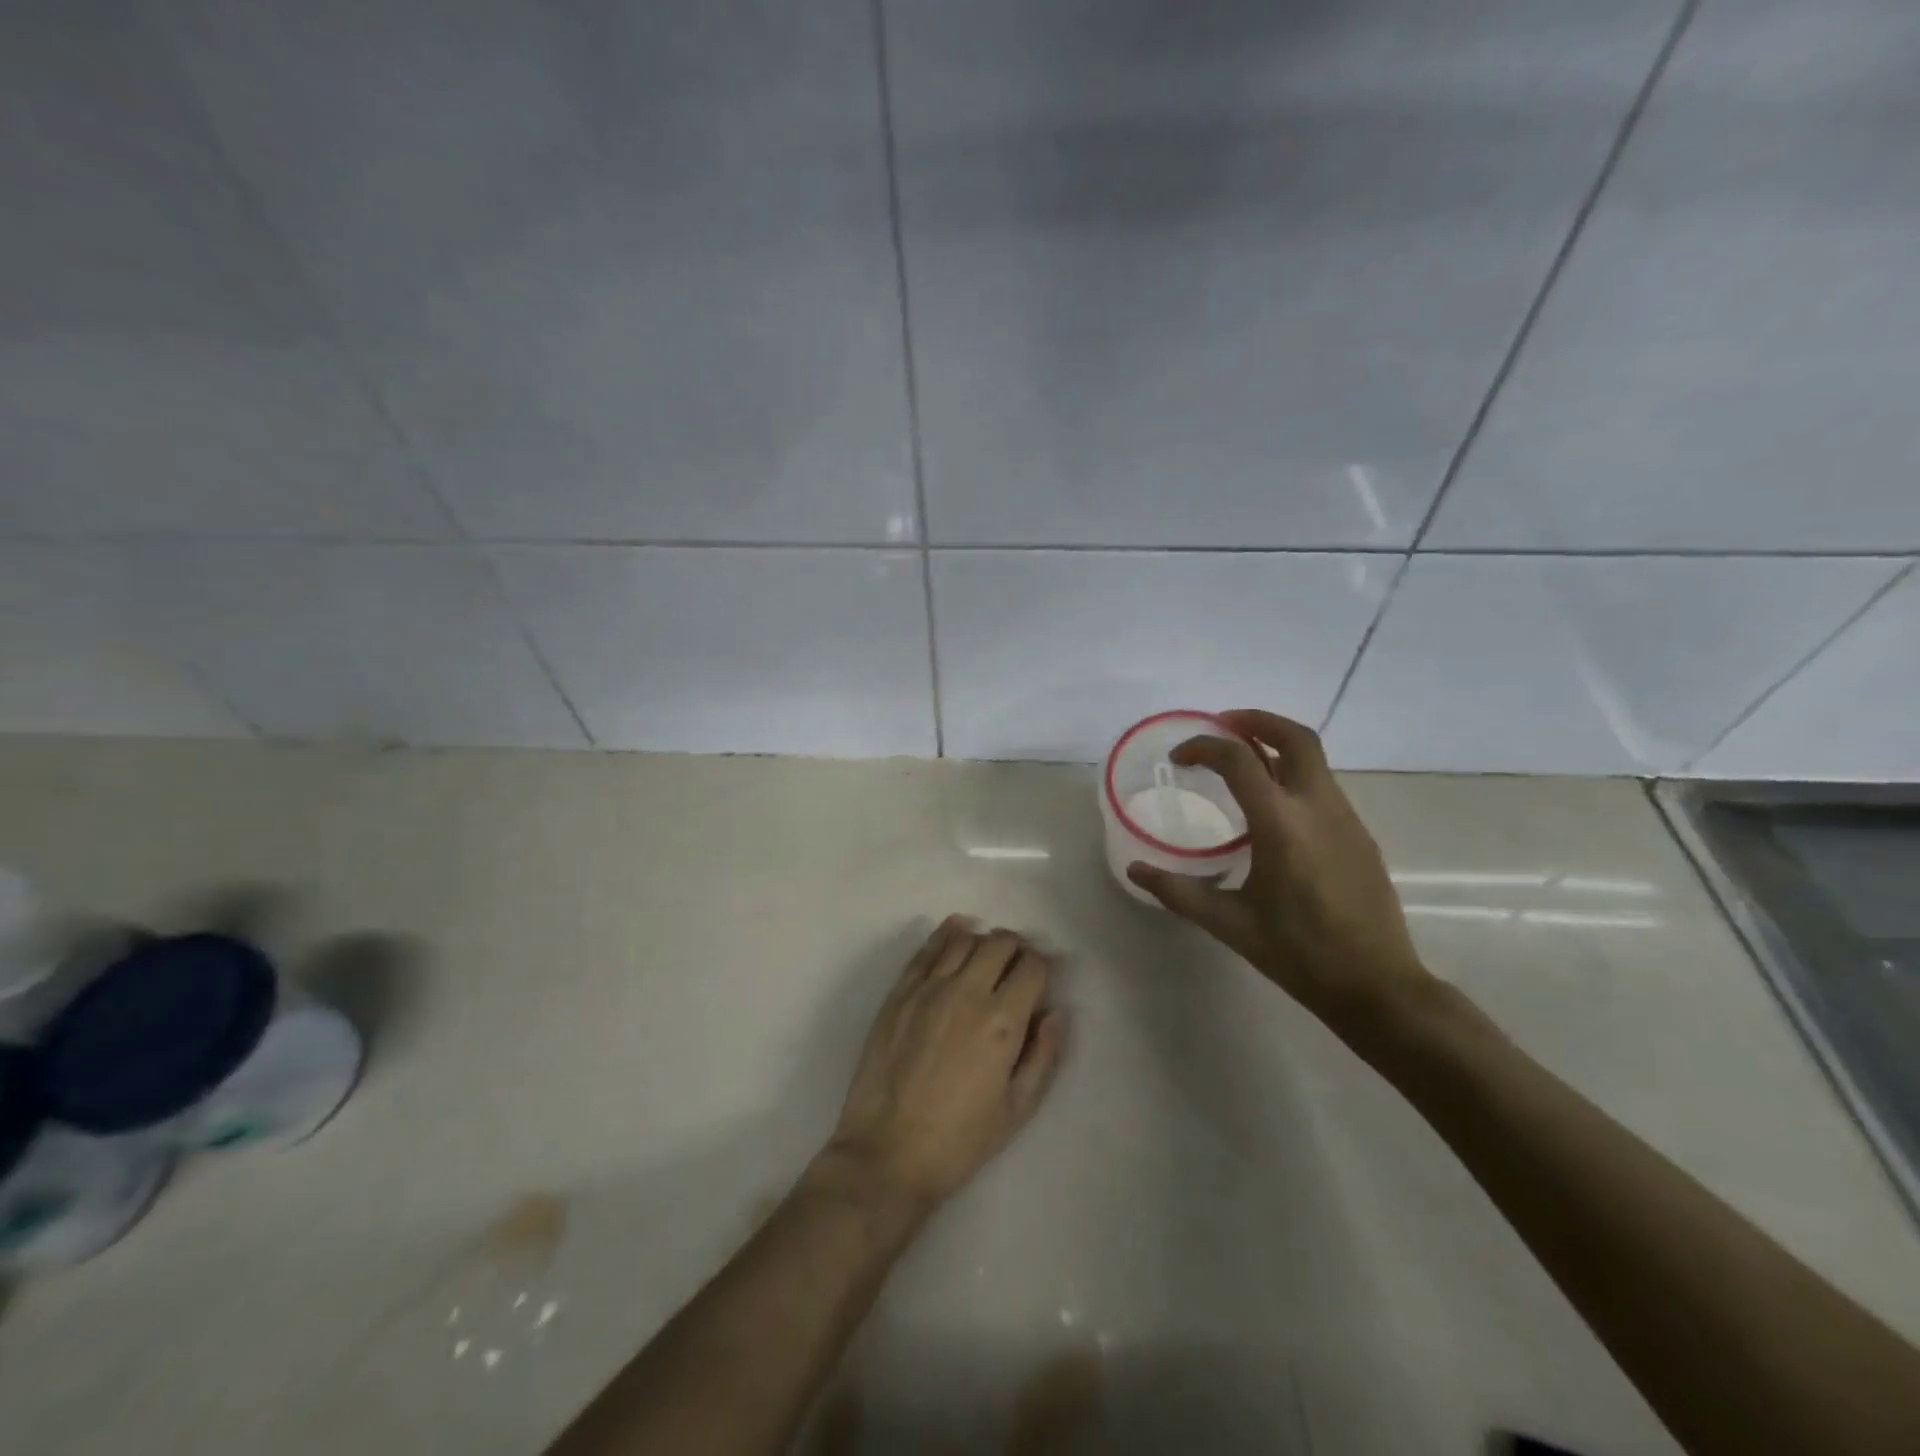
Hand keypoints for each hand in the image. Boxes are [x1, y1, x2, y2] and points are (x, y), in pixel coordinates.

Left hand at [826, 917, 1066, 1208]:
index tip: (1044, 975)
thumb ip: (1043, 1055)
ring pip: (964, 939)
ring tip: (988, 956)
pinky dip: (947, 933)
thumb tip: (1056, 1012)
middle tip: (1018, 966)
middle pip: (1000, 943)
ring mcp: (928, 988)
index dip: (1044, 965)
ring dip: (983, 941)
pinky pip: (927, 948)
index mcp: (1002, 1021)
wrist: (888, 1152)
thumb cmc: (960, 1139)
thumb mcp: (1017, 1109)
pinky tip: (956, 931)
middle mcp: (967, 991)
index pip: (1033, 966)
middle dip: (1017, 948)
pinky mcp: (900, 992)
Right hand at [1127, 710, 1433, 1037]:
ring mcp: (1346, 818)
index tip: (1179, 757)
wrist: (1377, 985)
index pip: (1239, 760)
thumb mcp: (1230, 924)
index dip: (1204, 747)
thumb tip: (1135, 870)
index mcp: (1281, 824)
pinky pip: (1323, 785)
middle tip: (1222, 726)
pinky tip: (1272, 808)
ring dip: (1276, 745)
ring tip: (1241, 761)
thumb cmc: (1299, 953)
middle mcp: (1317, 807)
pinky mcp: (1360, 833)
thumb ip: (1178, 892)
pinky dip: (1293, 774)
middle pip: (1294, 737)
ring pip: (1313, 758)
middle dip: (1255, 721)